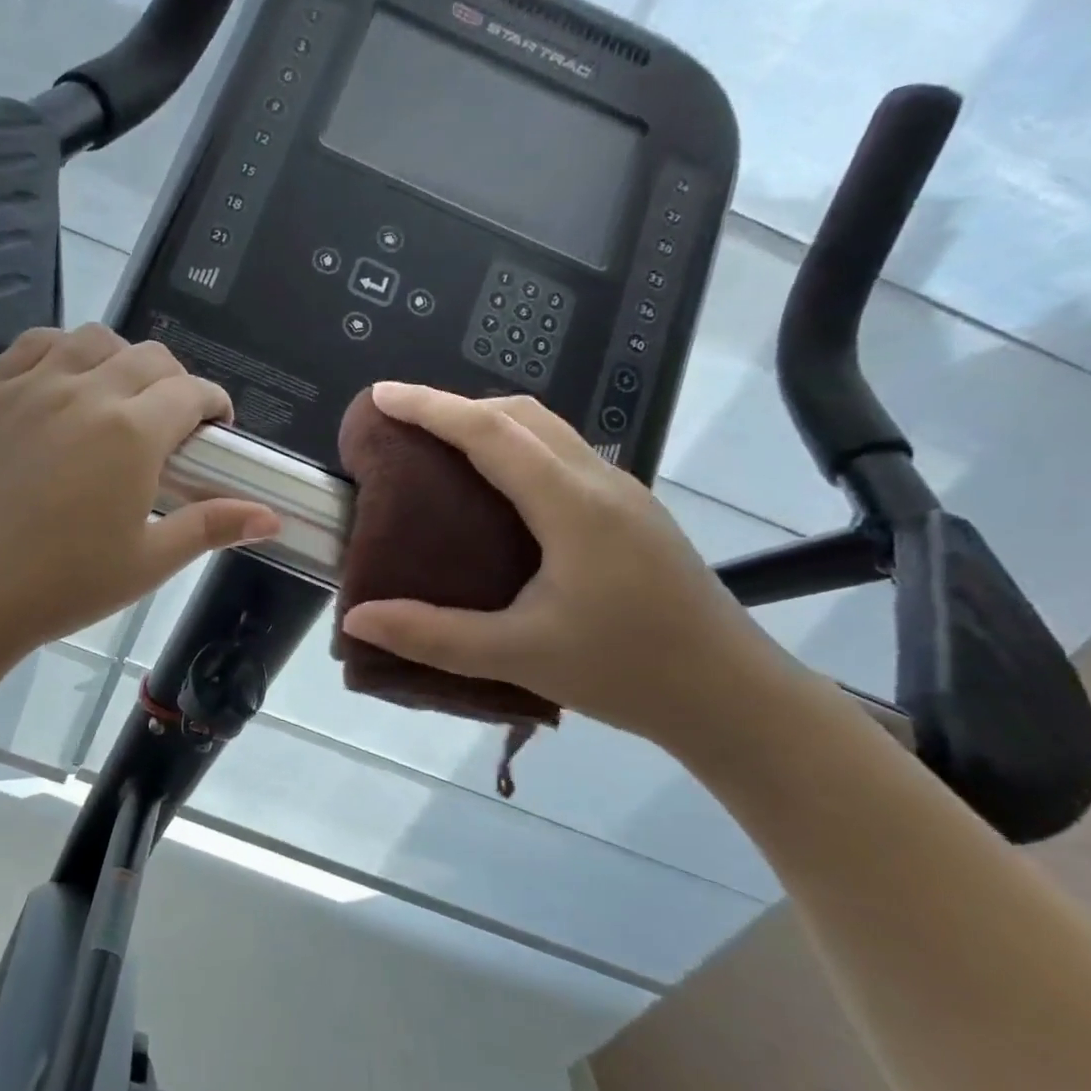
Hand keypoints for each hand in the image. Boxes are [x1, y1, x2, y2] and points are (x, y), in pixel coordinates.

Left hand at [0, 326, 280, 672]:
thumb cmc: (62, 585)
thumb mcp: (148, 562)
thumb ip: (212, 527)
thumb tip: (271, 516)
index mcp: (133, 431)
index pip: (192, 391)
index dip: (214, 405)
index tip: (215, 431)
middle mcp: (86, 390)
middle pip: (150, 357)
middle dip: (176, 383)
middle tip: (172, 427)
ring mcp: (32, 385)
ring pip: (95, 340)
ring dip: (122, 359)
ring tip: (120, 401)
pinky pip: (36, 344)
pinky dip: (64, 350)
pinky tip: (66, 383)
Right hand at [339, 382, 806, 752]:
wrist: (733, 695)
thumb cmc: (627, 672)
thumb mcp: (519, 655)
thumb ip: (432, 636)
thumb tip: (356, 620)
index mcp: (573, 506)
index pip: (491, 432)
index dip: (432, 408)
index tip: (382, 395)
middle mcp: (601, 482)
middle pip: (523, 414)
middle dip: (457, 406)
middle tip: (402, 426)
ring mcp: (623, 494)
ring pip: (548, 430)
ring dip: (489, 424)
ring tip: (439, 450)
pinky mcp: (632, 513)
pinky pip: (564, 456)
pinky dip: (516, 449)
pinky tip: (494, 491)